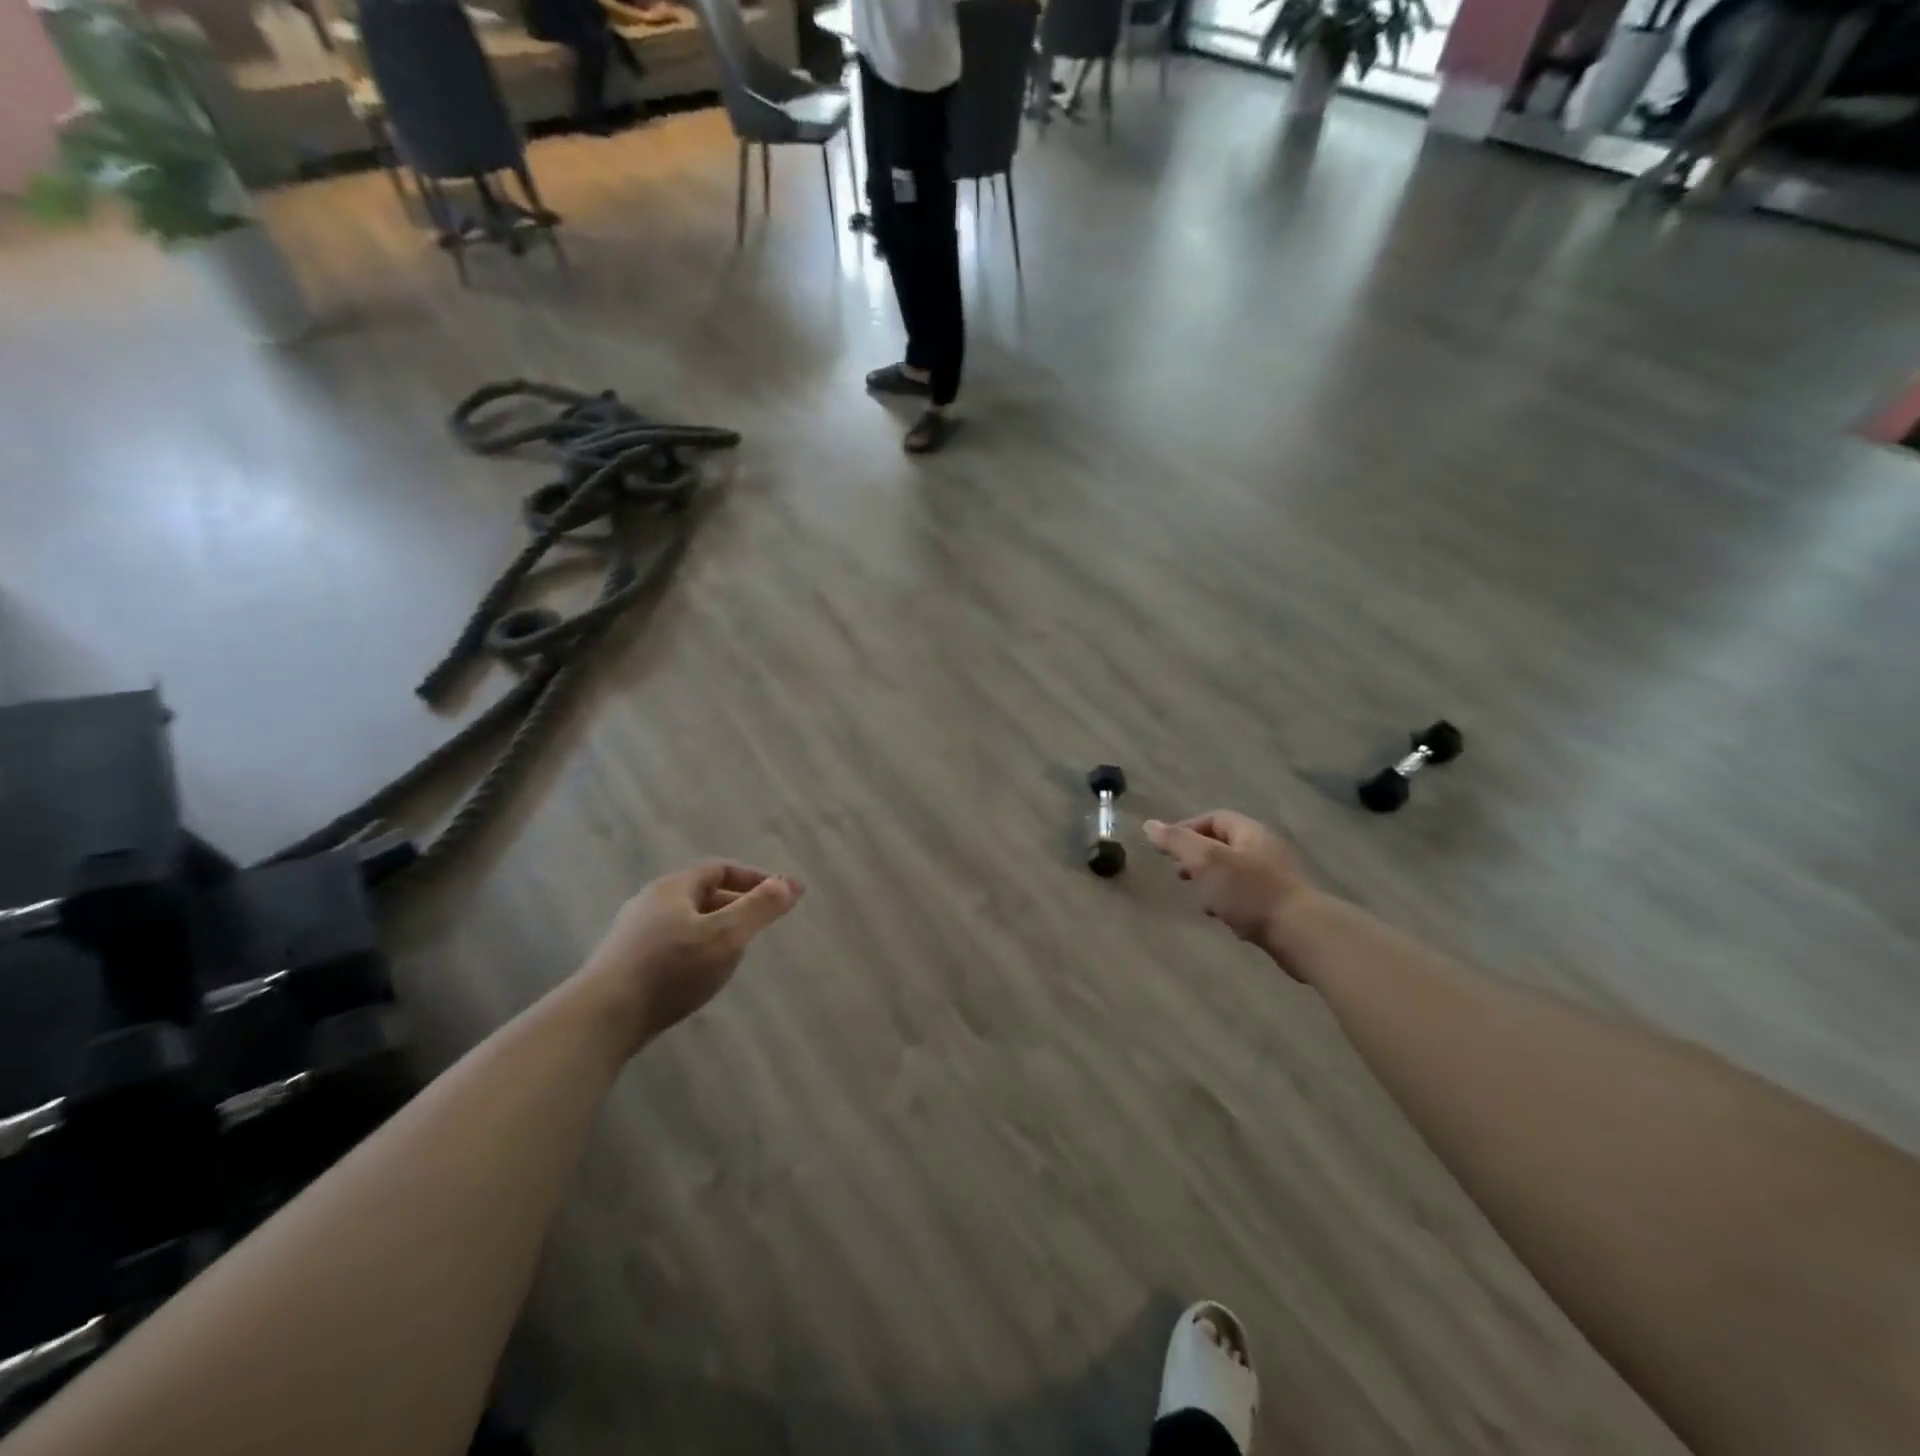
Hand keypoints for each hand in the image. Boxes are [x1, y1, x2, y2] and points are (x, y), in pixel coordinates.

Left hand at [578, 860, 802, 1049]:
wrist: (602, 1018)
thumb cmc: (670, 969)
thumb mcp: (725, 936)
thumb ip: (760, 908)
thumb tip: (790, 883)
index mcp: (673, 887)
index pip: (720, 868)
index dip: (753, 878)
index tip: (780, 895)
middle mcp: (650, 902)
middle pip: (701, 893)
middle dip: (736, 903)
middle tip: (761, 924)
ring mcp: (633, 933)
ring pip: (686, 920)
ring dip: (716, 928)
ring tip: (736, 951)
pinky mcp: (625, 963)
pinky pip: (671, 944)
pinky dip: (696, 949)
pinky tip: (701, 974)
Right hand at [1145, 811, 1313, 964]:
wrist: (1301, 933)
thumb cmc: (1249, 891)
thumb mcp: (1206, 861)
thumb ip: (1176, 841)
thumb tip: (1149, 824)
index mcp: (1249, 832)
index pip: (1213, 818)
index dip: (1186, 829)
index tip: (1166, 849)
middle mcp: (1264, 849)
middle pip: (1223, 845)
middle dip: (1197, 858)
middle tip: (1180, 874)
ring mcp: (1274, 878)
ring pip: (1233, 873)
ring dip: (1212, 883)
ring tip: (1199, 899)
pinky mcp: (1279, 904)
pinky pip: (1246, 896)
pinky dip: (1228, 902)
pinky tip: (1222, 918)